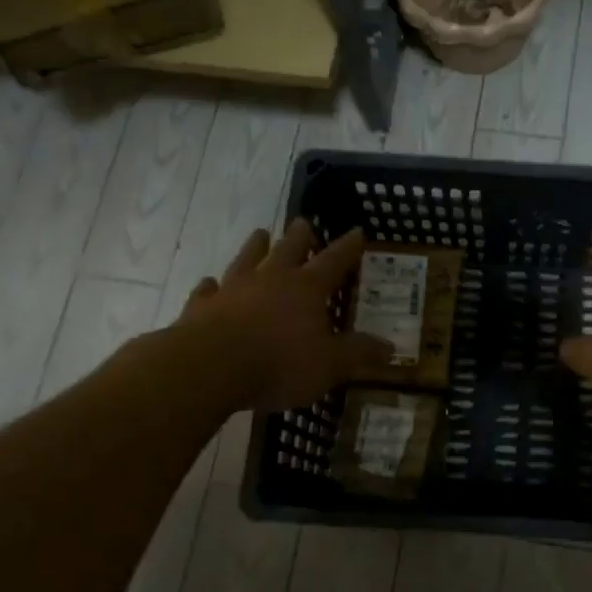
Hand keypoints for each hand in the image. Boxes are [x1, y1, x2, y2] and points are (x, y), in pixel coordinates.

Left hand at [174, 219, 390, 409]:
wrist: (208, 368)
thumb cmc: (279, 364)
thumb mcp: (330, 364)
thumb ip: (358, 353)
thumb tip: (390, 347)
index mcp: (306, 289)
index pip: (334, 261)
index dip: (348, 247)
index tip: (357, 231)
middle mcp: (270, 280)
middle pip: (288, 249)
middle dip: (300, 236)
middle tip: (303, 222)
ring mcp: (233, 290)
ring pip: (247, 260)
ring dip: (255, 247)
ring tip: (261, 233)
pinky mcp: (201, 308)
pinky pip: (207, 290)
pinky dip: (211, 286)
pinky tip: (210, 282)